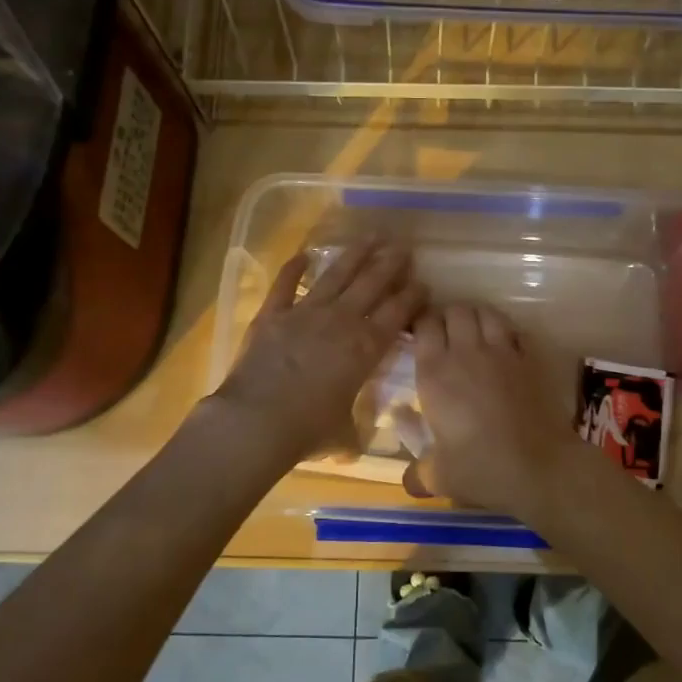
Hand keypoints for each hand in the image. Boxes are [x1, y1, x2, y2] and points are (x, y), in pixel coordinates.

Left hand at [209, 240, 425, 465]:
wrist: (258, 421)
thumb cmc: (308, 431)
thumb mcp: (342, 435)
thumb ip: (351, 431)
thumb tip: (352, 445)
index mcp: (365, 349)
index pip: (397, 314)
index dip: (412, 296)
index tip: (423, 283)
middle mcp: (341, 322)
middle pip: (372, 285)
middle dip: (390, 265)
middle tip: (403, 248)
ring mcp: (306, 313)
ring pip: (337, 276)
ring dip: (356, 255)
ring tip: (371, 237)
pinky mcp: (273, 315)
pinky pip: (285, 285)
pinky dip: (293, 269)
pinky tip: (303, 255)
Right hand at [406, 304, 589, 516]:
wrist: (539, 466)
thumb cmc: (481, 468)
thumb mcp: (440, 476)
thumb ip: (418, 474)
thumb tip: (407, 483)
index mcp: (435, 372)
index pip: (424, 324)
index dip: (420, 323)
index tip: (418, 334)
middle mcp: (466, 352)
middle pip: (455, 310)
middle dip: (448, 316)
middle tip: (445, 334)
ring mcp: (502, 351)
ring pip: (486, 312)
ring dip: (477, 317)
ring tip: (474, 332)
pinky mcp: (530, 358)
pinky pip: (515, 330)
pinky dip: (506, 332)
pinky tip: (505, 346)